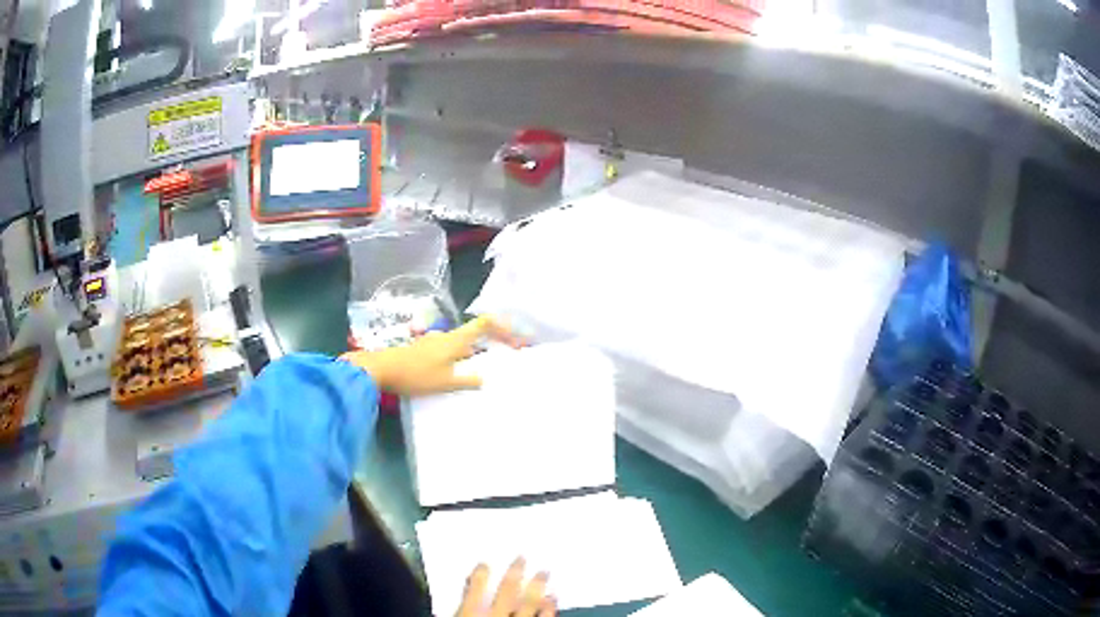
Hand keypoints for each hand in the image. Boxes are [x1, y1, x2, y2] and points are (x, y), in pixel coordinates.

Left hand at [340, 315, 521, 395]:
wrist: (381, 369)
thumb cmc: (415, 374)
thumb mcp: (444, 382)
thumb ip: (467, 380)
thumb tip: (486, 378)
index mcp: (455, 340)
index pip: (485, 323)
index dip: (504, 327)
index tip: (518, 338)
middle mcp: (447, 336)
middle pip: (476, 332)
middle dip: (495, 341)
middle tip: (508, 354)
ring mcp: (434, 342)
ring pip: (463, 343)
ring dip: (478, 350)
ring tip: (487, 367)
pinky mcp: (425, 351)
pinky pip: (451, 350)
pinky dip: (463, 357)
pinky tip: (460, 372)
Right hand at [457, 558, 555, 616]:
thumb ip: (460, 608)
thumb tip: (457, 596)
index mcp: (473, 611)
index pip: (476, 586)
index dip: (481, 573)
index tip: (484, 563)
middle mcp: (498, 614)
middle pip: (507, 589)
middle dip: (515, 572)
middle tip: (522, 557)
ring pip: (530, 600)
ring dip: (537, 586)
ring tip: (543, 572)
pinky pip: (545, 616)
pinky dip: (549, 606)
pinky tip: (553, 598)